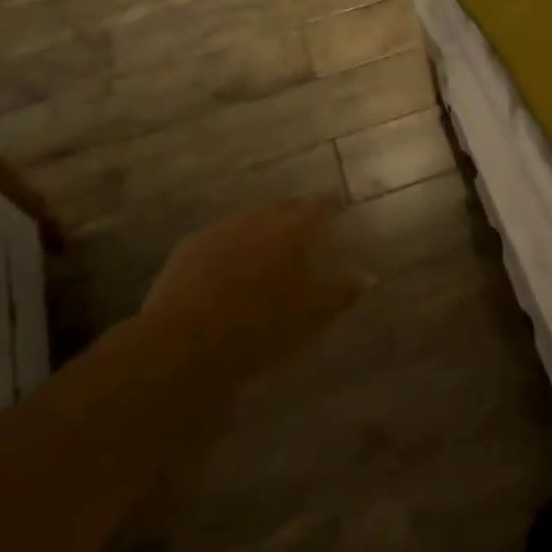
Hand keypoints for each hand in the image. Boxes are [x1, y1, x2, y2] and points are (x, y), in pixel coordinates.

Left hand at [136, 198, 362, 394]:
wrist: (184, 346)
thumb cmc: (260, 331)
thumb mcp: (311, 317)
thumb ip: (342, 292)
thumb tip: (367, 277)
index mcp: (293, 230)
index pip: (321, 205)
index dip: (333, 207)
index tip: (340, 214)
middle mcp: (258, 218)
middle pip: (285, 207)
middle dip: (298, 217)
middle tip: (307, 237)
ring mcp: (221, 228)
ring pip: (251, 219)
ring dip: (264, 229)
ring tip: (270, 253)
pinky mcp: (190, 245)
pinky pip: (222, 235)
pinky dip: (234, 244)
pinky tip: (232, 268)